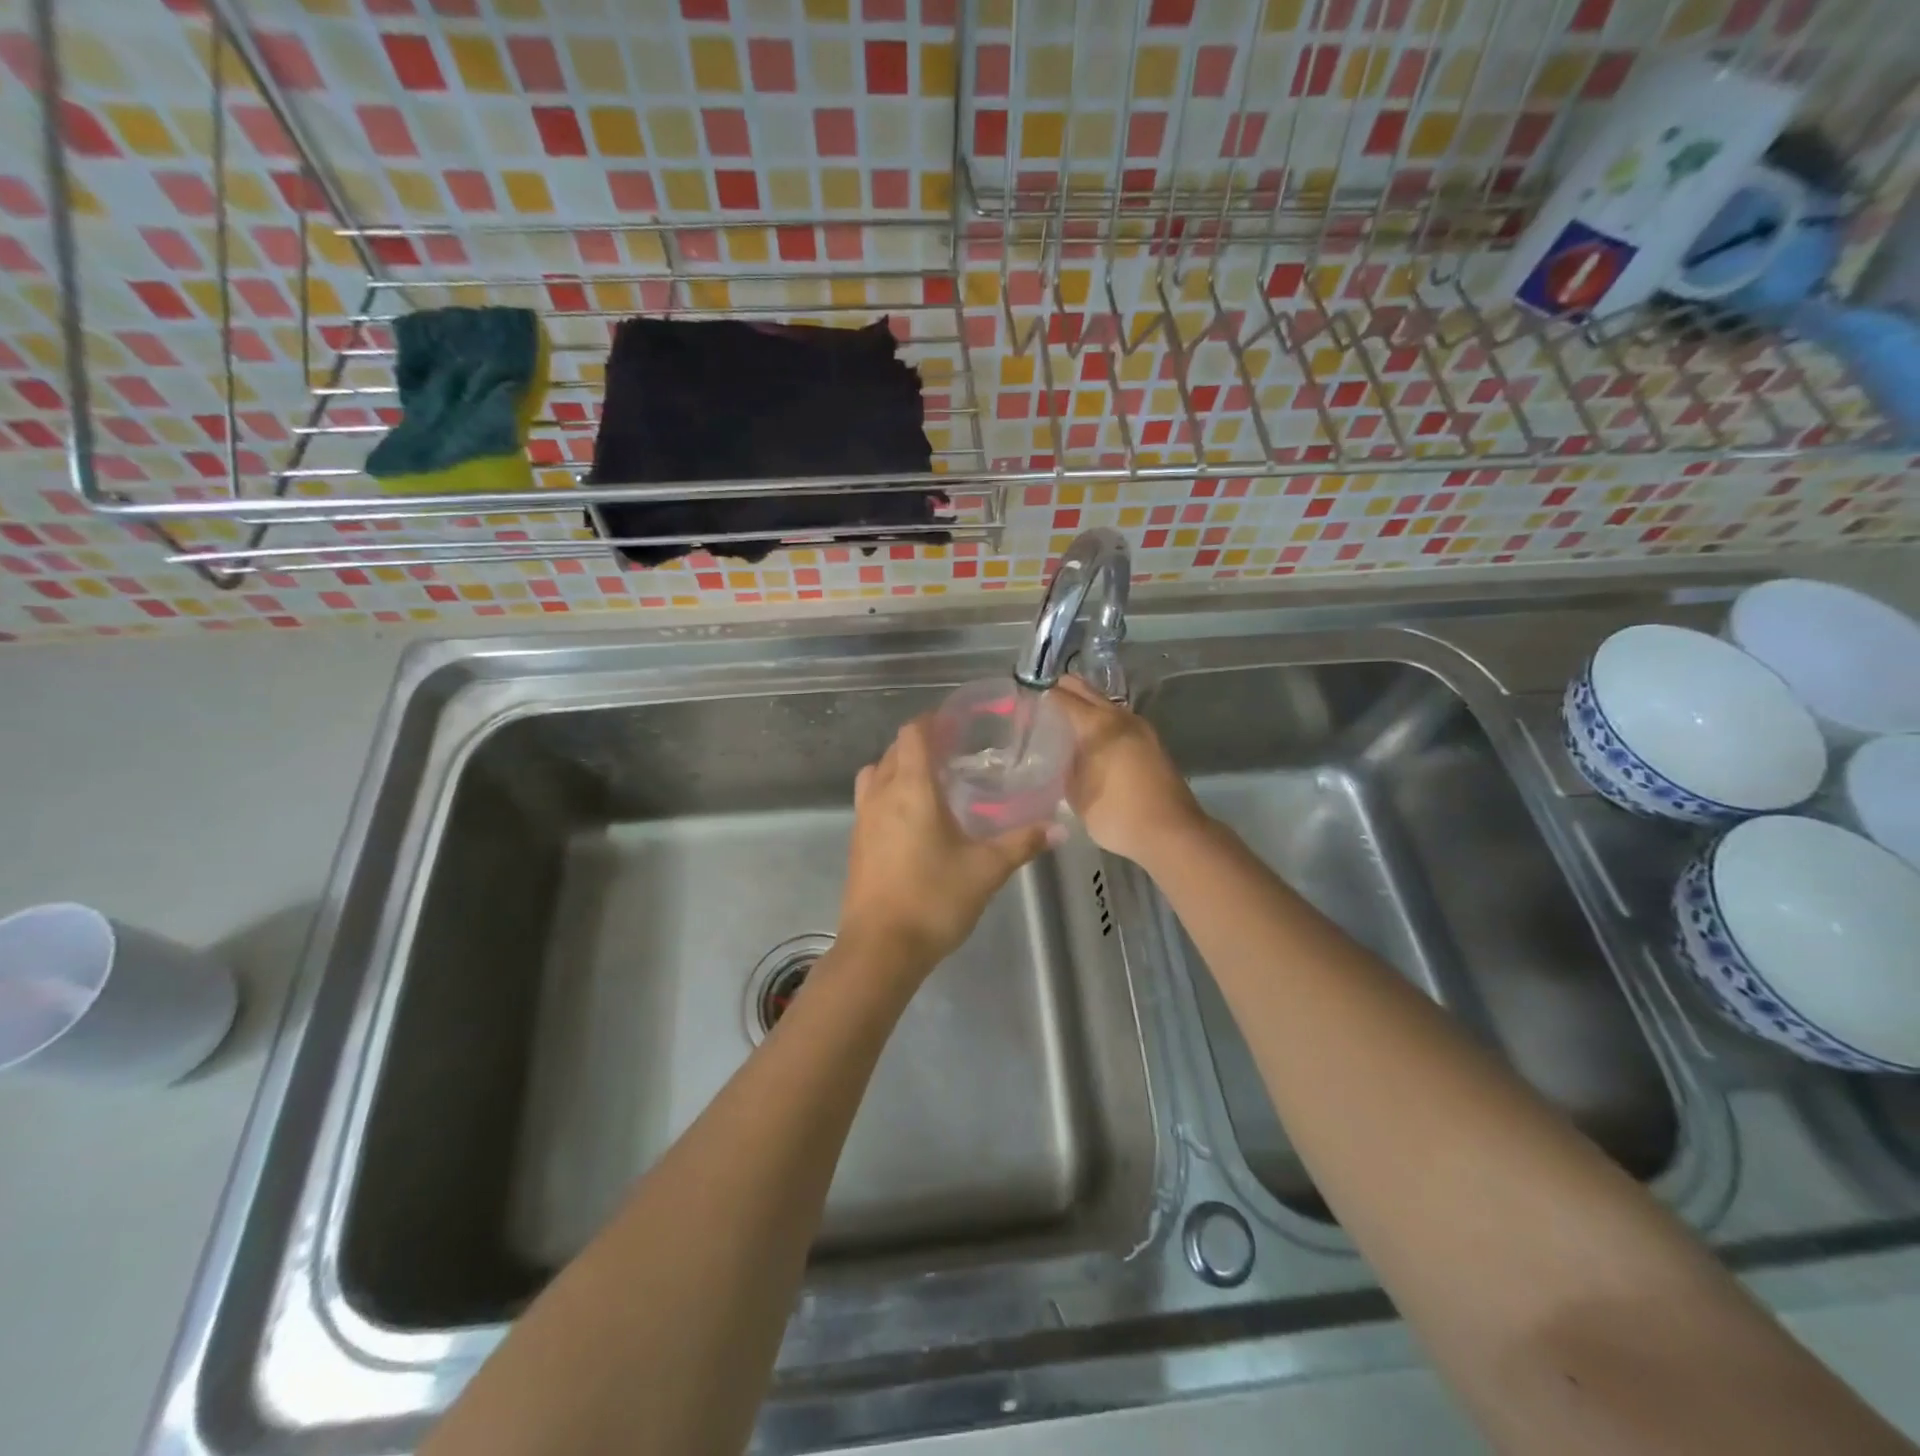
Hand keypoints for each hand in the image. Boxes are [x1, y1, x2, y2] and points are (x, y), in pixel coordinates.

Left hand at [838, 716, 1054, 974]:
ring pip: (876, 773)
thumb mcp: (986, 870)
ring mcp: (863, 819)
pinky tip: (915, 820)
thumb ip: (1022, 843)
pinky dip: (889, 793)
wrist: (880, 949)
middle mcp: (881, 795)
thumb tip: (1059, 828)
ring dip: (900, 767)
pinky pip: (870, 800)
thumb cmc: (934, 899)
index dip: (933, 721)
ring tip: (933, 783)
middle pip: (894, 750)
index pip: (913, 734)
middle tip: (955, 753)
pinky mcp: (856, 843)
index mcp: (911, 789)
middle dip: (921, 744)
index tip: (958, 724)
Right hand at [1048, 677, 1208, 867]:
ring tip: (1066, 721)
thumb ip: (1066, 766)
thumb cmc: (1116, 814)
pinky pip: (1120, 722)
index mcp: (1098, 725)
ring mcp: (1141, 728)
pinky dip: (1103, 723)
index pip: (1063, 697)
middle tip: (1043, 701)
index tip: (1027, 700)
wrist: (1171, 833)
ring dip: (1087, 707)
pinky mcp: (1152, 743)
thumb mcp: (1077, 794)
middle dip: (1065, 691)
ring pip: (1106, 705)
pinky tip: (1093, 740)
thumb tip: (1065, 754)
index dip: (1044, 695)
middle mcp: (1120, 717)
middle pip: (1087, 692)